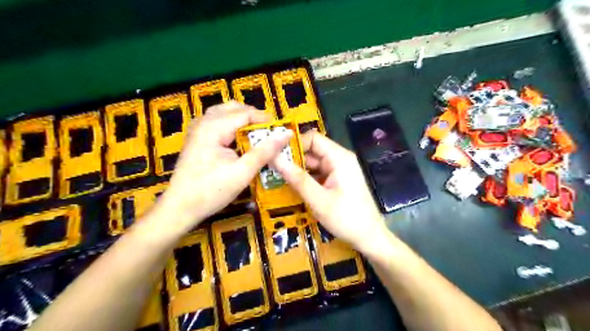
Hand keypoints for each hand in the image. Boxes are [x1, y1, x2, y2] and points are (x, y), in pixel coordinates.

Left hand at [151, 102, 289, 233]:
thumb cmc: (212, 191)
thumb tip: (286, 133)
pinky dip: (230, 125)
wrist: (180, 208)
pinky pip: (216, 122)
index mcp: (214, 127)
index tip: (281, 131)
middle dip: (254, 117)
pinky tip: (237, 139)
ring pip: (224, 113)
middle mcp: (203, 122)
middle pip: (233, 108)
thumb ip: (265, 151)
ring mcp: (197, 130)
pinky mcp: (196, 139)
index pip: (245, 113)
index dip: (265, 120)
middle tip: (269, 132)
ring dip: (242, 120)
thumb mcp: (243, 172)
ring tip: (256, 134)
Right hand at [273, 131, 390, 253]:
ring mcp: (338, 170)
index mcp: (339, 157)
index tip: (275, 156)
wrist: (370, 238)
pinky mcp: (337, 180)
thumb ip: (297, 178)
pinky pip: (317, 174)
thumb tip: (274, 158)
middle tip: (271, 170)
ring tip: (277, 178)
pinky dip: (305, 179)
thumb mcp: (318, 200)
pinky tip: (292, 187)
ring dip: (297, 170)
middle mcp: (339, 159)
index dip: (294, 144)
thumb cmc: (347, 218)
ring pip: (313, 163)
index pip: (312, 138)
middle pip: (312, 150)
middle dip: (292, 159)